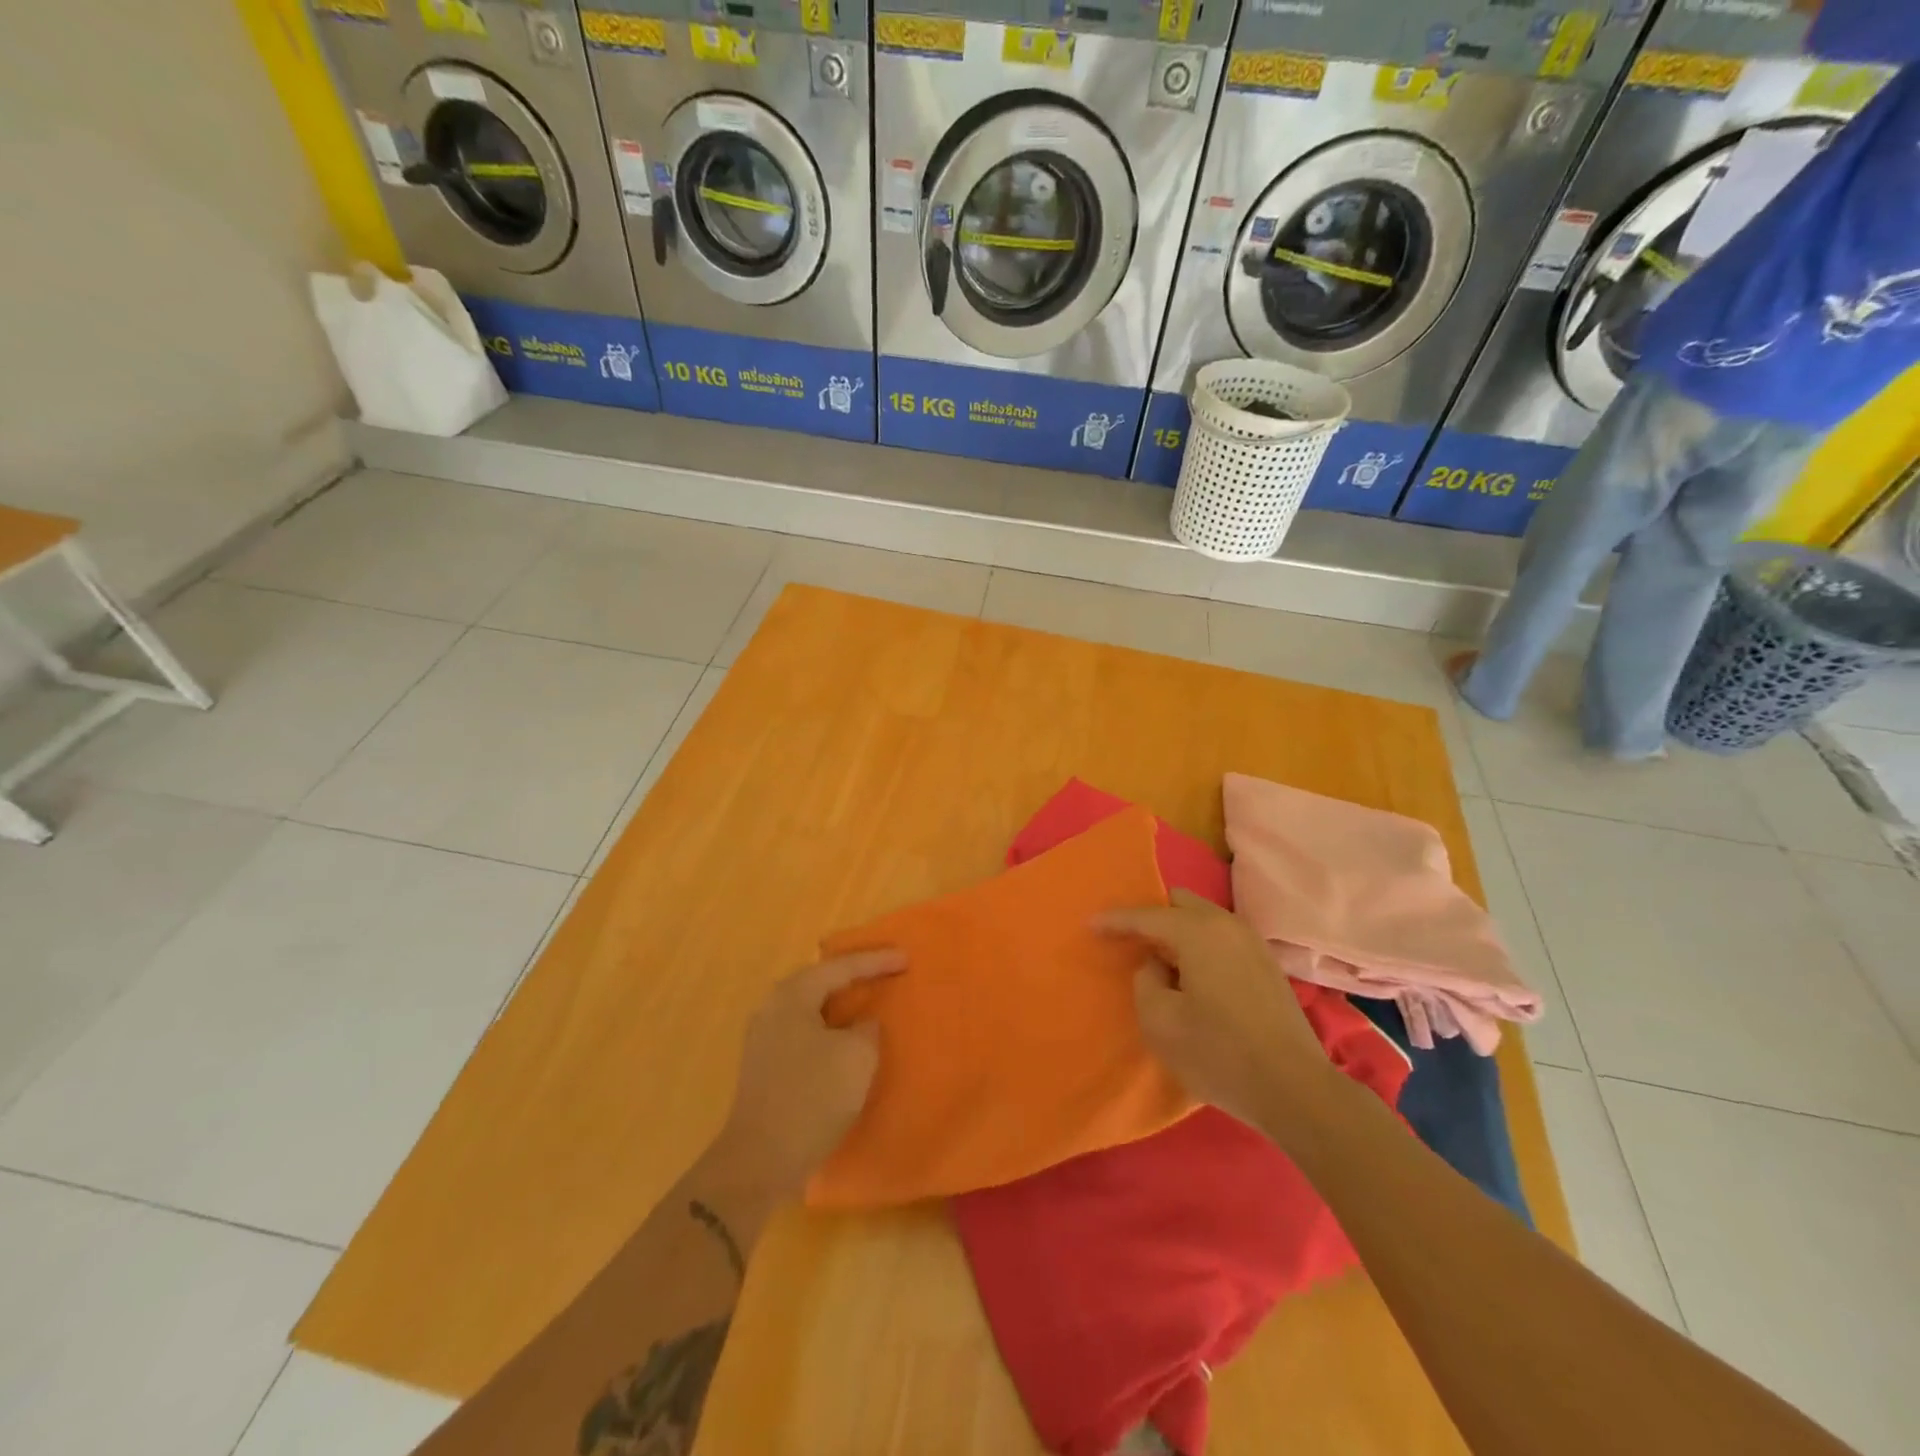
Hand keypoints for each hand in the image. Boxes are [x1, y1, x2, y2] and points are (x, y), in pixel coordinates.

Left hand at [708, 949, 906, 1197]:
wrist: (759, 1162)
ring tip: (870, 1003)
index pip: (842, 967)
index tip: (906, 958)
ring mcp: (764, 1037)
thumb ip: (867, 1029)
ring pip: (812, 1008)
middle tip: (887, 972)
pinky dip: (830, 1029)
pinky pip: (805, 1031)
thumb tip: (861, 1025)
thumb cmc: (812, 1098)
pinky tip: (846, 1040)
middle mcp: (773, 1007)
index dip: (877, 962)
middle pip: (822, 981)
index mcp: (792, 995)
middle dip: (855, 977)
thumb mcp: (857, 1057)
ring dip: (842, 1006)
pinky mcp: (765, 1065)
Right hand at [1098, 890, 1335, 1129]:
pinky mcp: (1267, 965)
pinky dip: (1199, 945)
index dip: (1114, 921)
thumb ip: (1145, 981)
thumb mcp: (1160, 1022)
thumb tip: (1157, 967)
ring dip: (1177, 932)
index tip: (1089, 925)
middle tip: (1129, 942)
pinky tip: (1192, 975)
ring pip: (1203, 919)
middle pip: (1180, 903)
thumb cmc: (1219, 1054)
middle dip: (1151, 917)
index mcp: (1198, 932)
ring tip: (1159, 960)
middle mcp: (1227, 925)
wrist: (1296, 1090)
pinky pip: (1221, 938)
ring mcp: (1252, 943)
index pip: (1146, 915)